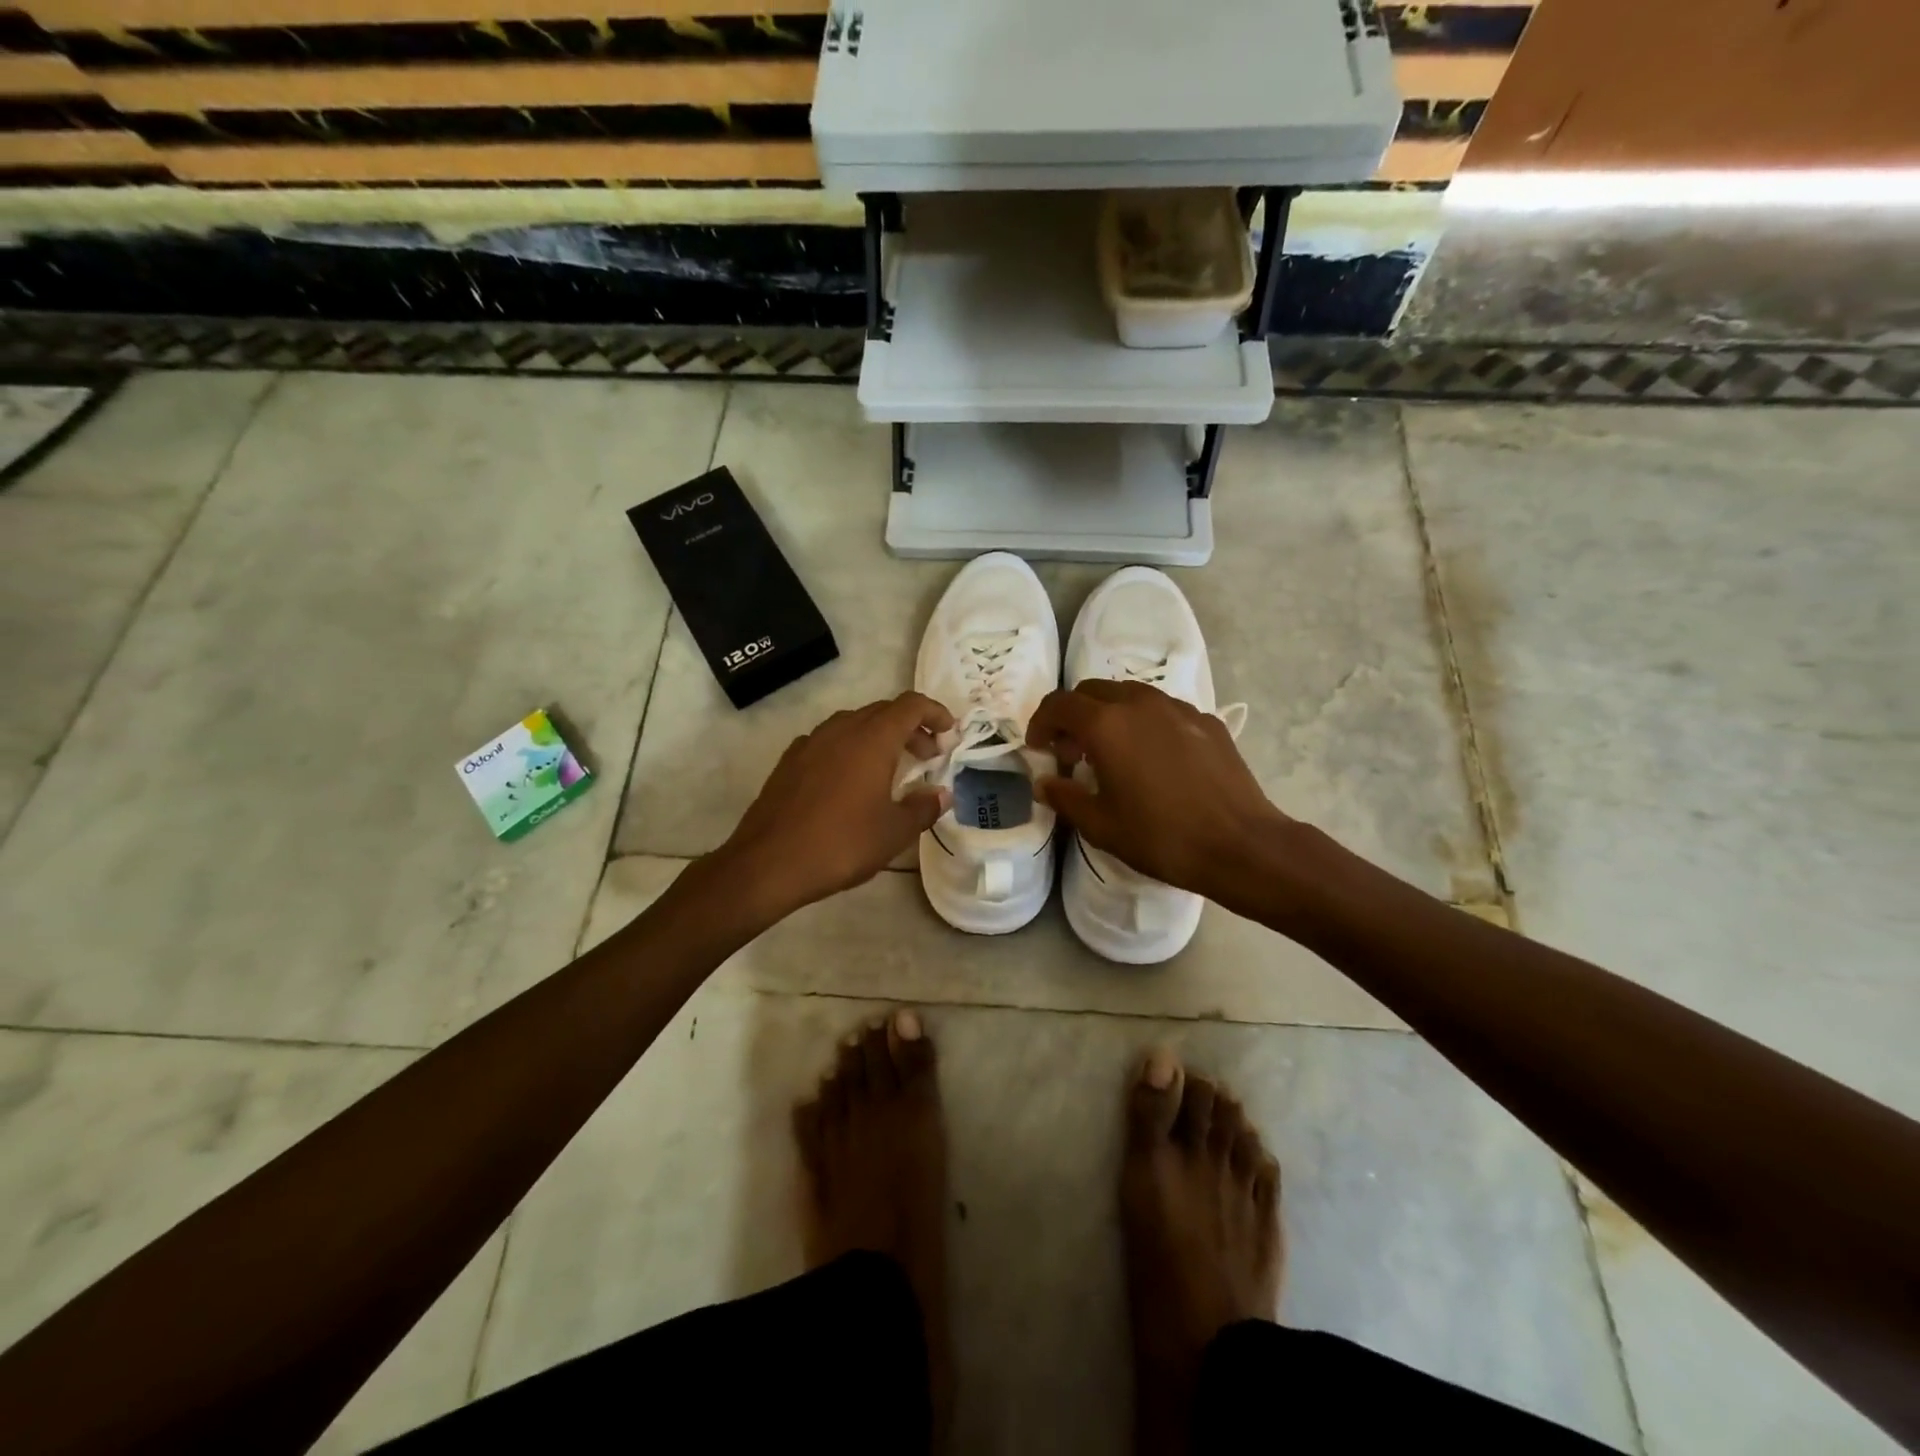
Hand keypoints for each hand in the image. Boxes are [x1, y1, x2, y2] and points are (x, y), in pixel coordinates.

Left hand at [716, 693, 953, 922]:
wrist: (768, 863)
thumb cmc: (841, 844)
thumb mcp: (893, 832)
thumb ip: (923, 808)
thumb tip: (941, 794)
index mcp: (871, 739)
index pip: (910, 706)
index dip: (934, 713)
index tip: (950, 733)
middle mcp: (841, 730)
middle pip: (883, 712)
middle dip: (911, 728)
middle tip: (928, 756)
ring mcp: (811, 743)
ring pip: (854, 724)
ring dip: (879, 737)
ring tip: (892, 769)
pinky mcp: (790, 761)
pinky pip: (830, 741)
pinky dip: (851, 749)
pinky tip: (851, 781)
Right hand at [1027, 681, 1300, 908]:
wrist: (1240, 845)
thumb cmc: (1161, 837)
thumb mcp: (1100, 825)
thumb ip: (1064, 797)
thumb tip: (1044, 783)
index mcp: (1107, 724)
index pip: (1059, 705)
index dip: (1040, 723)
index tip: (1038, 748)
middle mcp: (1140, 703)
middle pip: (1092, 691)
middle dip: (1073, 716)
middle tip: (1071, 752)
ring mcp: (1178, 708)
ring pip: (1129, 695)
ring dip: (1109, 715)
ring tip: (1111, 753)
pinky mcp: (1206, 721)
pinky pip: (1162, 710)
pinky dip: (1144, 724)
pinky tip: (1153, 759)